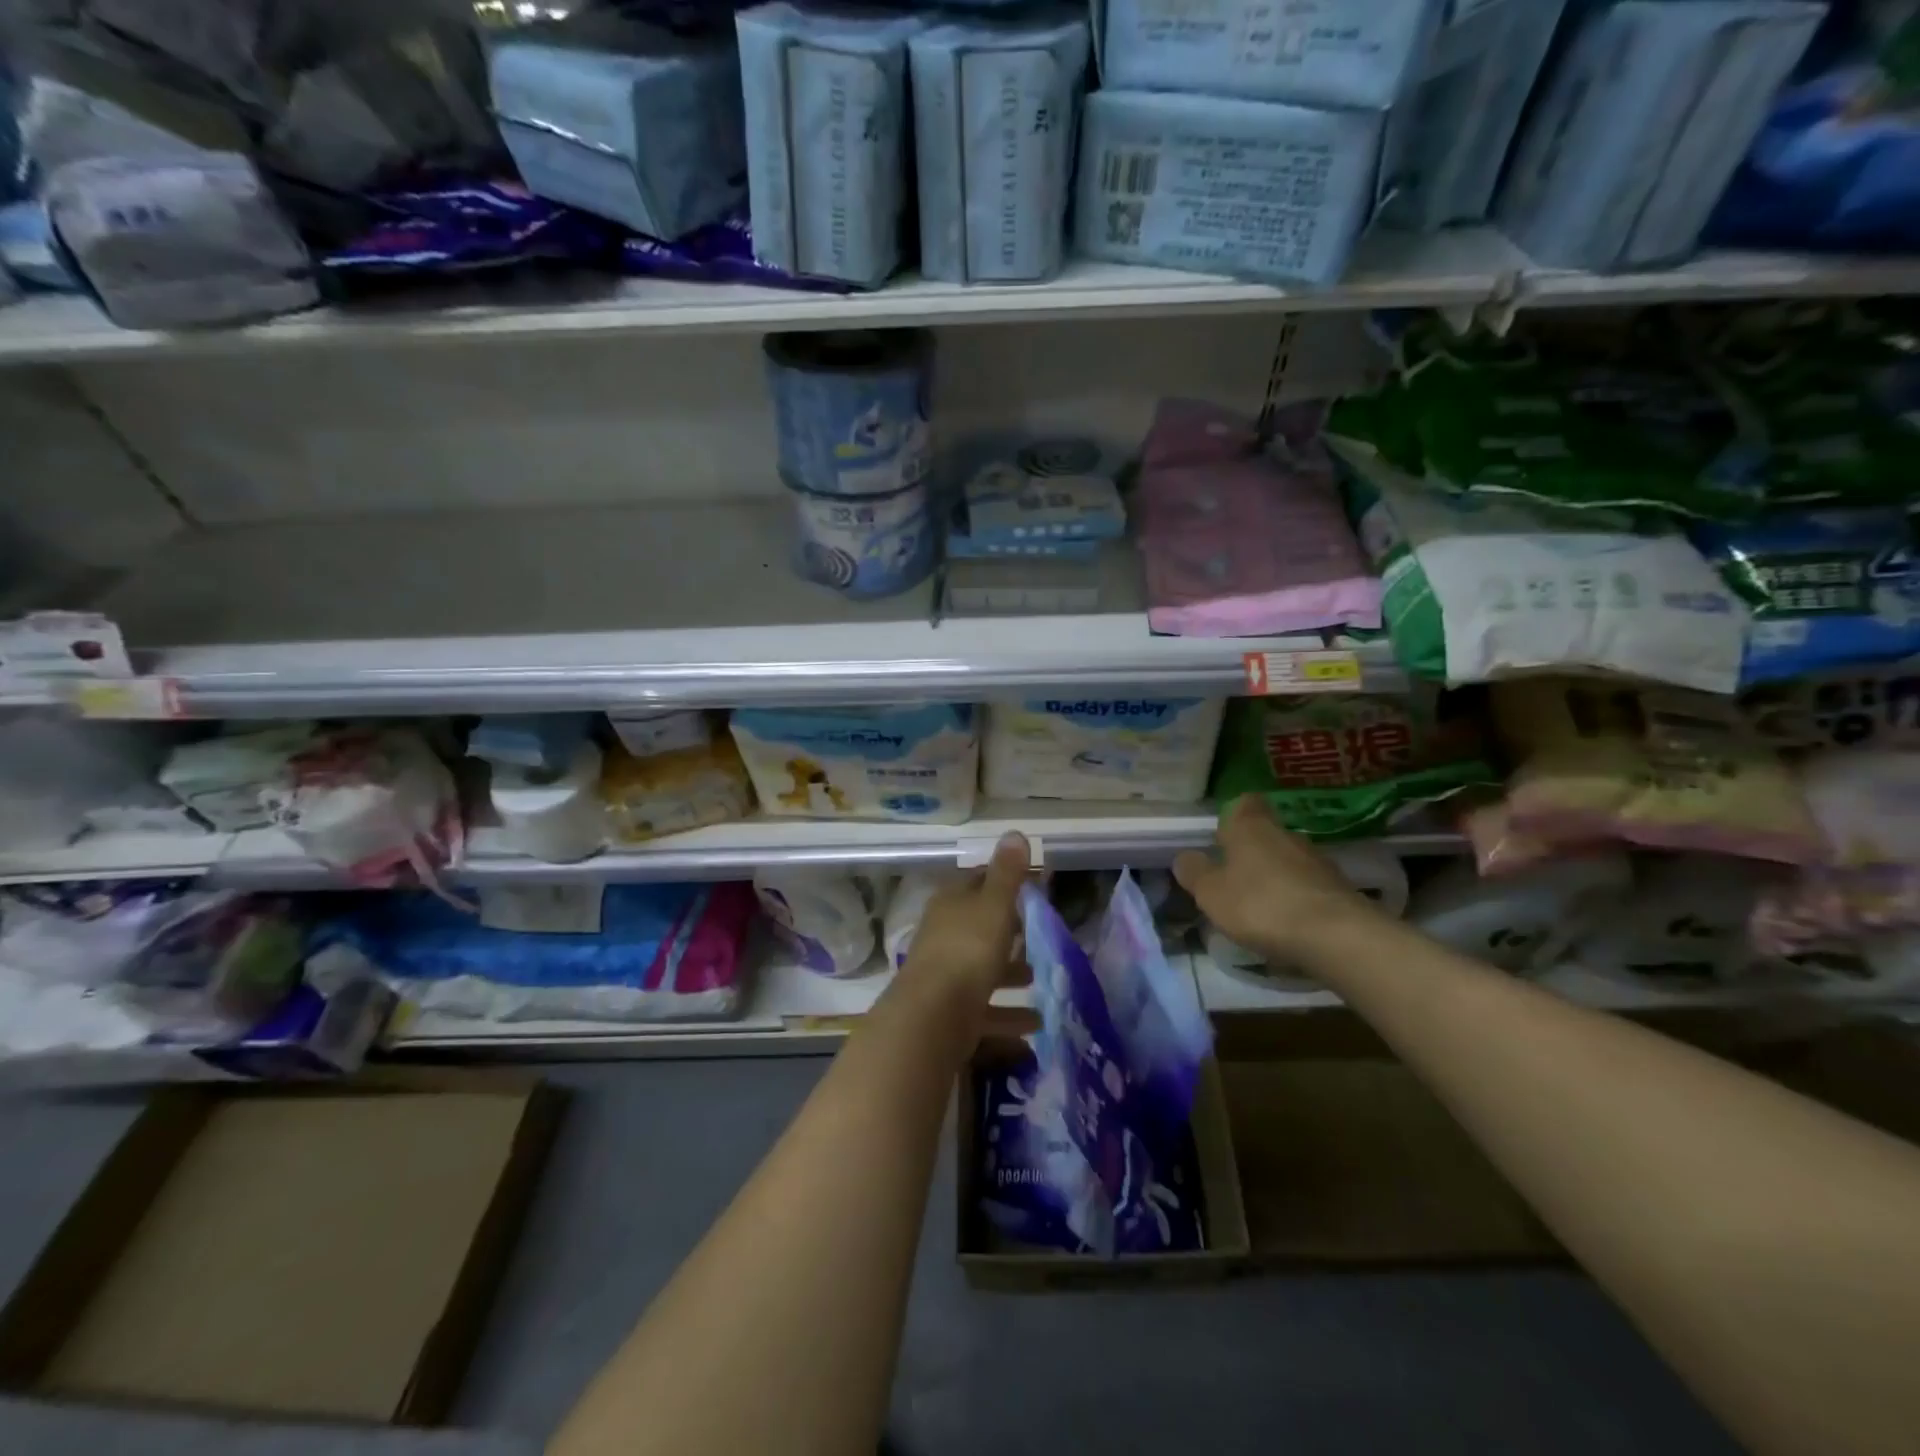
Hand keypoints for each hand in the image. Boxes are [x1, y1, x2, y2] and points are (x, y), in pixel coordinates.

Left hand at [900, 833, 1030, 1006]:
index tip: (1032, 889)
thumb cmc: (968, 949)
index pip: (977, 881)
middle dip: (1009, 932)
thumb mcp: (994, 905)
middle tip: (1039, 938)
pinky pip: (984, 1008)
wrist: (933, 1015)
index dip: (1004, 882)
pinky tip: (1034, 1025)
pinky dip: (1008, 1015)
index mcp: (951, 902)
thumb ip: (1007, 873)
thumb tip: (1014, 832)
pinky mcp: (949, 1010)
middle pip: (979, 927)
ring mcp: (943, 973)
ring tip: (1040, 980)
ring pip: (982, 968)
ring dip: (1011, 974)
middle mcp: (943, 933)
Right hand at [1174, 796, 1381, 966]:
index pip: (1244, 803)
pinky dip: (1296, 900)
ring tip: (1259, 909)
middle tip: (1232, 880)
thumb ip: (1195, 873)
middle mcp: (1286, 834)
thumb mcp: (1211, 893)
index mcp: (1251, 826)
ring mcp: (1318, 861)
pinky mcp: (1339, 889)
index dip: (1232, 816)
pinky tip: (1287, 925)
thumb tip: (1185, 858)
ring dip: (1274, 878)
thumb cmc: (1261, 905)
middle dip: (1251, 853)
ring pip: (1288, 861)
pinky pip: (1308, 887)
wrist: (1337, 936)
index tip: (1221, 838)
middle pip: (1266, 834)